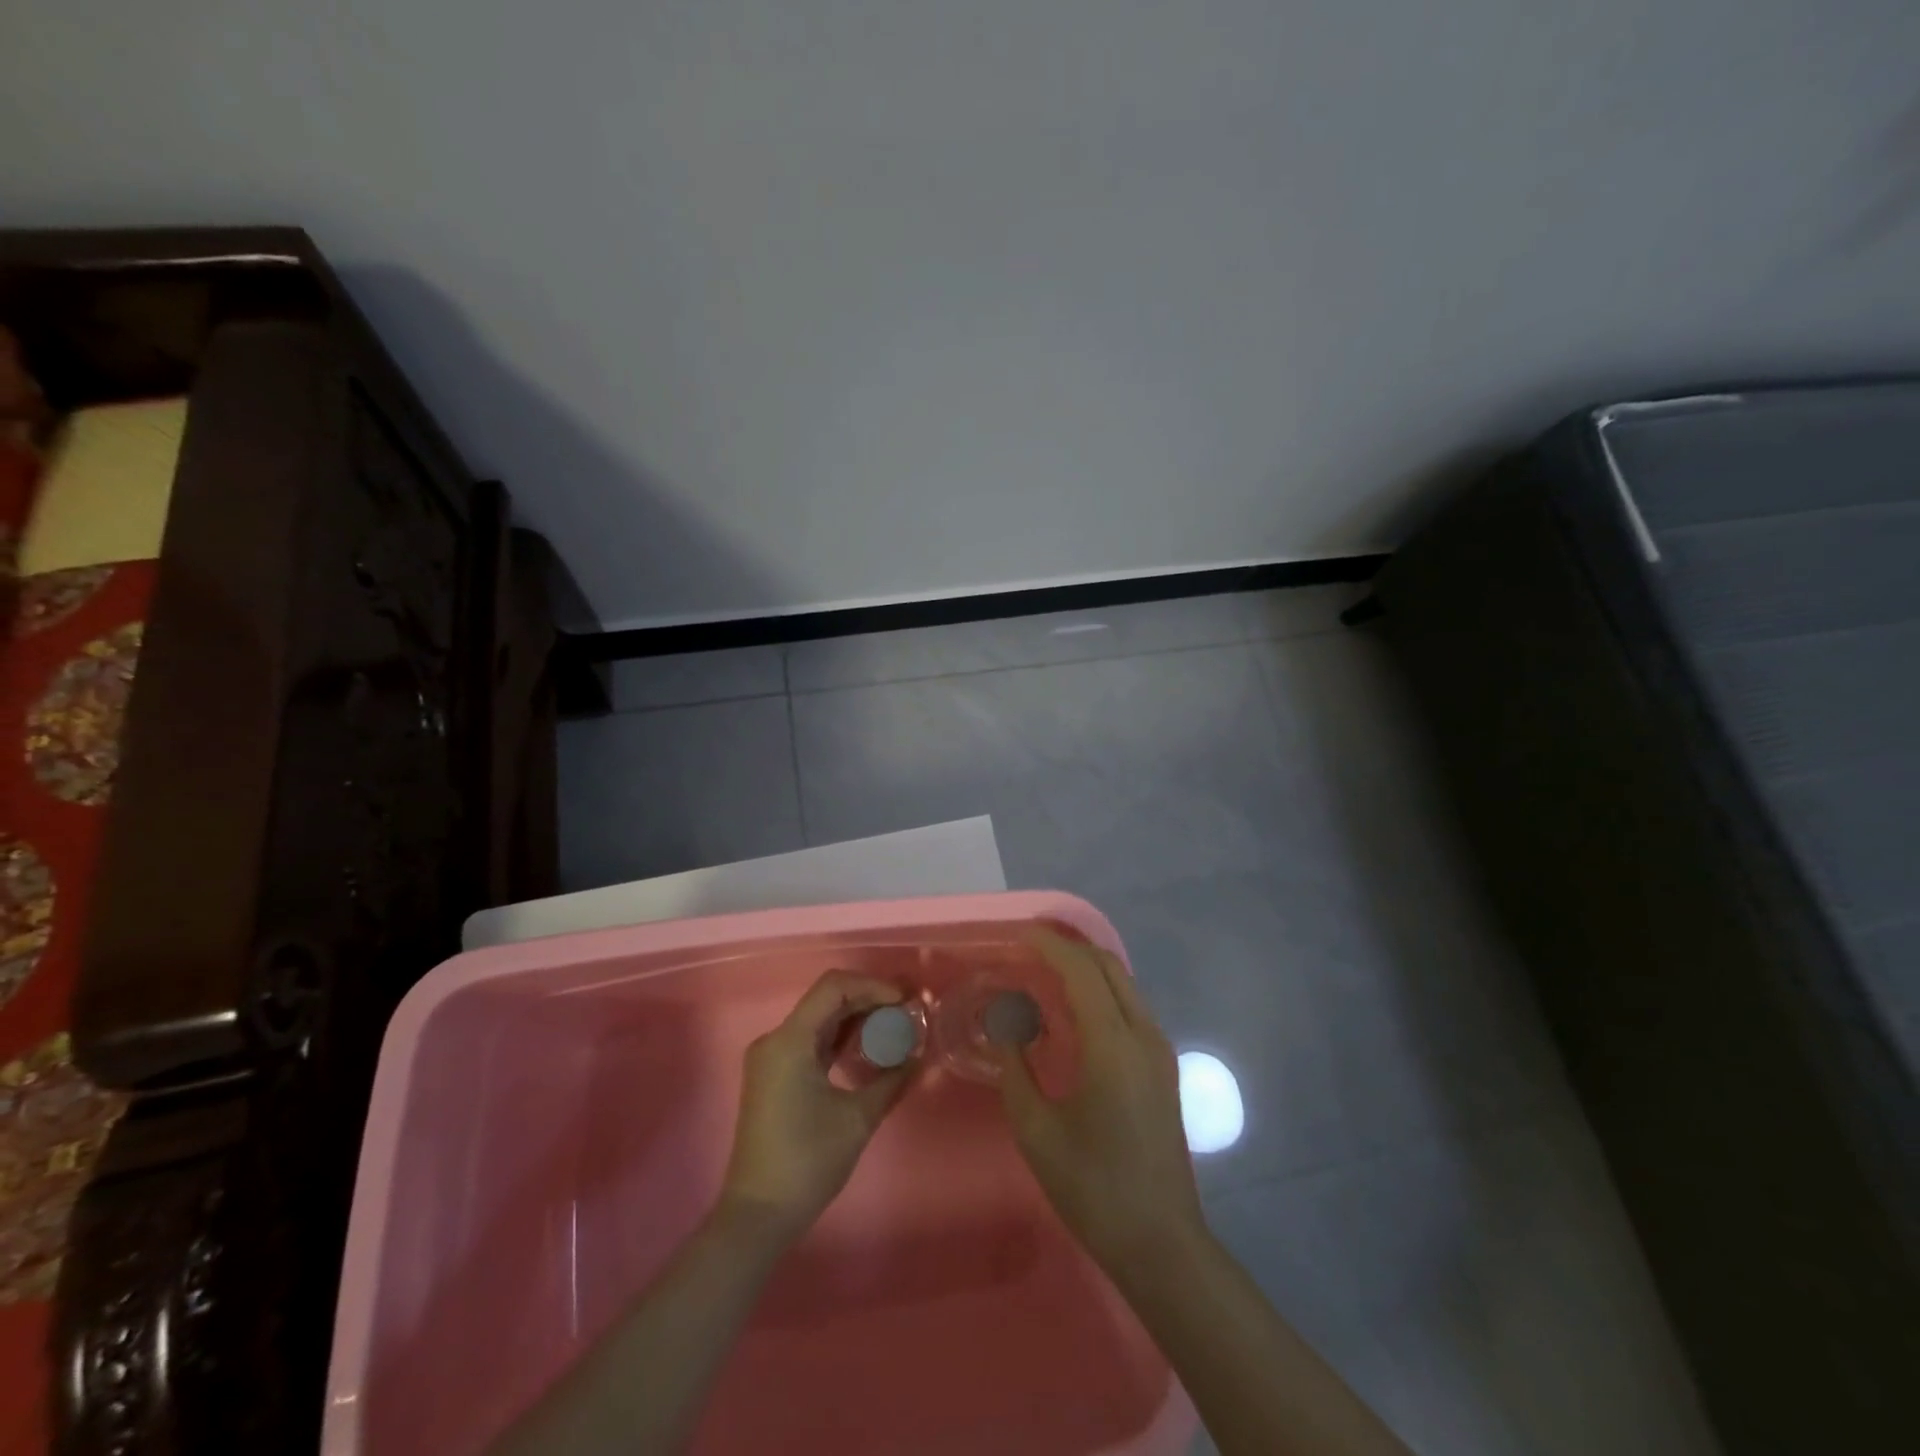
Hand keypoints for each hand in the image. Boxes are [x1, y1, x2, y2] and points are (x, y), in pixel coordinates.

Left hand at [720, 971, 914, 1240]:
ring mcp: (772, 1057)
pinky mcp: (775, 1075)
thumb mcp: (858, 1119)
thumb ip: (891, 1079)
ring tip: (895, 1024)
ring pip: (820, 1019)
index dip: (872, 986)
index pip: (834, 988)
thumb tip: (918, 1056)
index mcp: (789, 1041)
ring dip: (856, 1017)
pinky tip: (868, 1045)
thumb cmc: (807, 1162)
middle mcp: (775, 1039)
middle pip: (827, 999)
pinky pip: (812, 1040)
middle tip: (907, 1009)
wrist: (758, 1215)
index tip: (905, 1000)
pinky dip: (841, 1037)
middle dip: (869, 998)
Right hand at [996, 930, 1206, 1267]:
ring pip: (1124, 984)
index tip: (1020, 935)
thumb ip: (1017, 1071)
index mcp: (1113, 1046)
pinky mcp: (1164, 1066)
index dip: (1051, 946)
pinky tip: (1075, 1009)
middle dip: (1070, 948)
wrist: (1161, 1242)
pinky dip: (1101, 991)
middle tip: (1031, 946)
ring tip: (1048, 970)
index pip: (1082, 972)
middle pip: (1108, 967)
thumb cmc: (1093, 1188)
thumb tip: (1008, 1030)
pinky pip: (1130, 1007)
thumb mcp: (1038, 1132)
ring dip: (1087, 968)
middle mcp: (1143, 1035)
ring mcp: (1160, 1050)